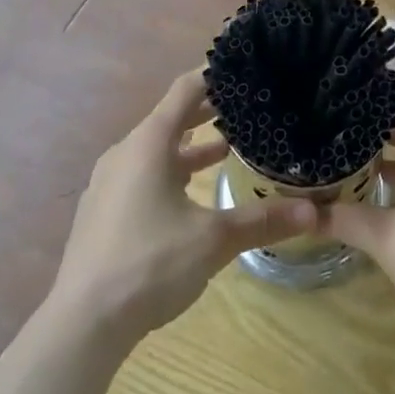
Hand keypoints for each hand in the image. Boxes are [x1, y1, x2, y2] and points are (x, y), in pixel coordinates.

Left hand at [47, 70, 315, 347]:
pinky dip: (171, 170)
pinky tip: (191, 195)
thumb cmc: (149, 265)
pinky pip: (143, 174)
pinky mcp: (102, 211)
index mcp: (149, 143)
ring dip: (191, 145)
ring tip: (229, 148)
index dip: (215, 74)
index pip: (187, 88)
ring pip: (157, 149)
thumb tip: (314, 212)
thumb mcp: (213, 241)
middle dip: (209, 110)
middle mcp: (126, 152)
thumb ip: (262, 221)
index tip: (244, 66)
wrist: (80, 327)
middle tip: (247, 106)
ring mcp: (109, 183)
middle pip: (172, 116)